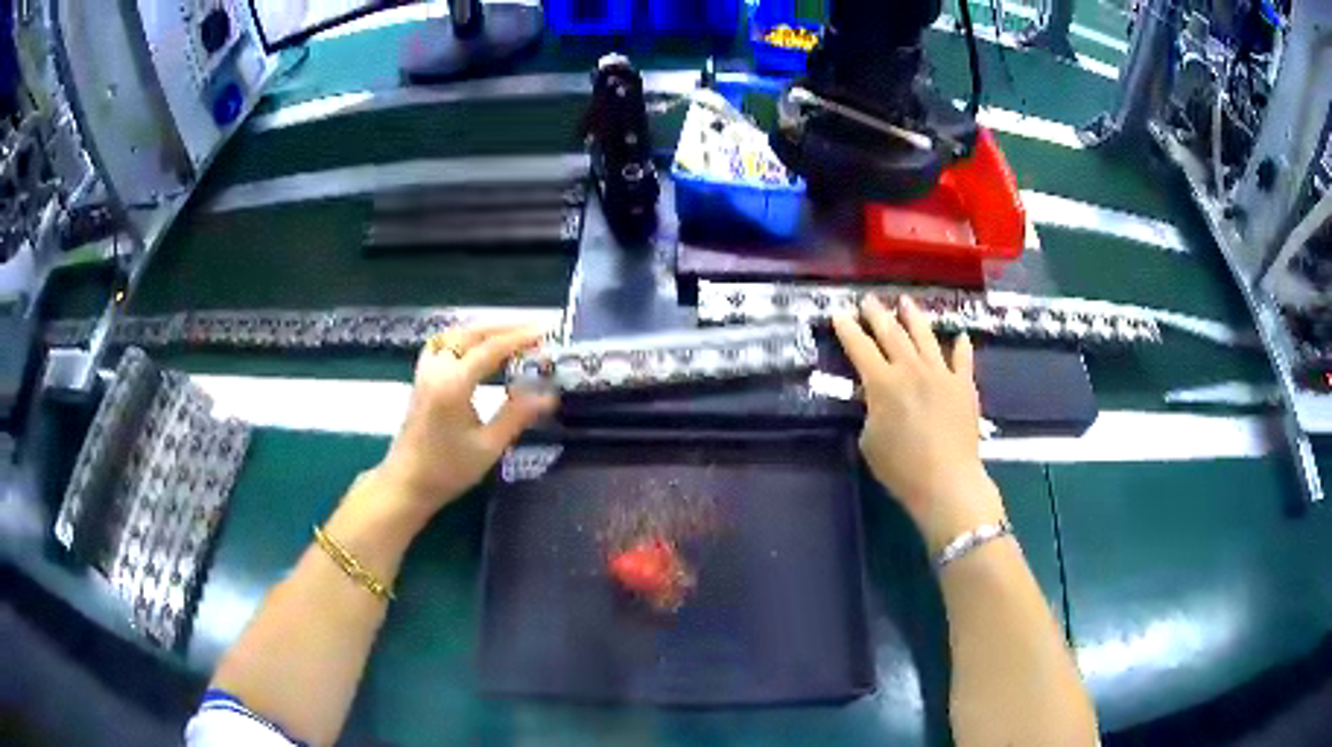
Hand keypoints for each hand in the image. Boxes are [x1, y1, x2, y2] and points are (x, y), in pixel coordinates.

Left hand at [370, 323, 557, 518]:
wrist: (406, 484)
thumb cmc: (447, 470)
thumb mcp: (488, 447)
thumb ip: (517, 416)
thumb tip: (549, 396)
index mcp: (454, 384)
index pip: (491, 349)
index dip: (519, 338)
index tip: (546, 331)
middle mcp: (438, 370)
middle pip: (471, 334)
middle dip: (504, 328)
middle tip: (534, 331)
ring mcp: (426, 372)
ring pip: (455, 335)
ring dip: (483, 331)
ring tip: (509, 336)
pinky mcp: (421, 379)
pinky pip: (442, 345)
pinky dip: (463, 338)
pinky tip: (474, 348)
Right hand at [832, 295, 1005, 553]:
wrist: (947, 481)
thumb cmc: (901, 468)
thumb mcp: (870, 441)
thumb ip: (871, 412)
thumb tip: (878, 399)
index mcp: (882, 383)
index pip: (859, 348)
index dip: (847, 330)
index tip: (839, 313)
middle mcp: (911, 369)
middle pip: (891, 334)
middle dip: (877, 315)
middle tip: (868, 300)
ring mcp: (941, 374)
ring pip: (925, 337)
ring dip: (913, 317)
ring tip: (905, 301)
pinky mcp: (964, 385)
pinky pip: (963, 359)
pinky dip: (961, 347)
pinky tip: (960, 336)